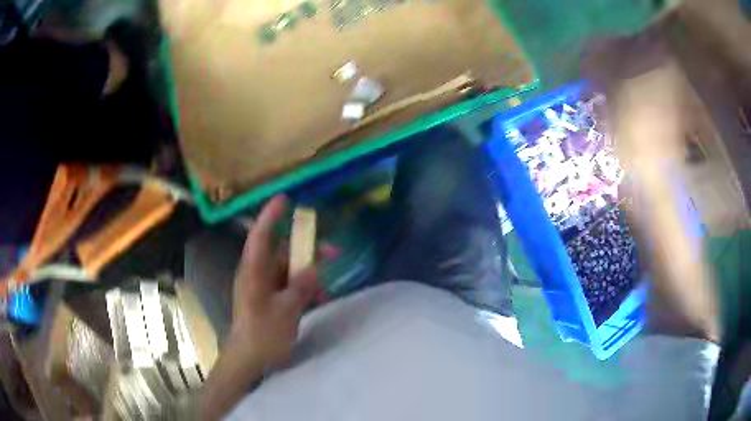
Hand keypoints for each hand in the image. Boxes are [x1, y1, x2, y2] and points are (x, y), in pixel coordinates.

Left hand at [200, 196, 330, 419]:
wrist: (250, 361)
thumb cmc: (263, 334)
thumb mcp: (285, 310)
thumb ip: (301, 286)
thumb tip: (313, 268)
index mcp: (254, 272)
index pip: (261, 235)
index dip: (271, 215)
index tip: (285, 198)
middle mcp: (257, 275)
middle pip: (282, 253)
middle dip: (307, 251)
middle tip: (333, 252)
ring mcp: (264, 289)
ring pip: (289, 271)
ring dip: (308, 274)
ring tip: (326, 287)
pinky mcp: (270, 301)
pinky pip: (290, 287)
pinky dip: (304, 289)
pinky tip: (318, 299)